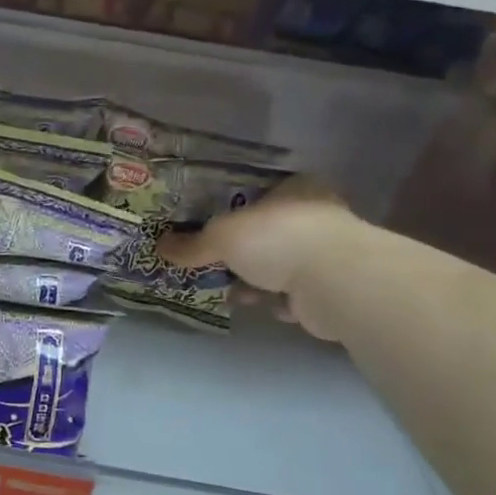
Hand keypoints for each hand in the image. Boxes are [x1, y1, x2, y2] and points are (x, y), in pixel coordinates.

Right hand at [156, 177, 357, 341]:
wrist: (334, 283)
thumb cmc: (277, 239)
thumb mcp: (222, 236)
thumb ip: (193, 244)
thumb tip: (160, 247)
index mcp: (295, 188)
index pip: (259, 193)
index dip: (232, 209)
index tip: (209, 226)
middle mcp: (316, 215)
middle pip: (266, 232)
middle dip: (240, 253)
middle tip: (214, 263)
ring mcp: (327, 252)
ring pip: (279, 265)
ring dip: (256, 281)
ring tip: (232, 292)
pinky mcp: (332, 287)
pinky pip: (294, 292)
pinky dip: (277, 300)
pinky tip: (262, 305)